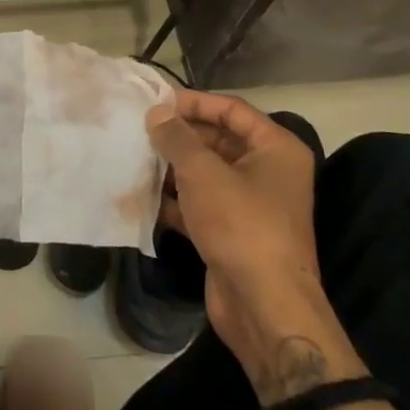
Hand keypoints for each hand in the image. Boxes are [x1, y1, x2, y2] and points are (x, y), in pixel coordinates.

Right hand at [148, 90, 352, 402]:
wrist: (264, 307)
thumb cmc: (241, 225)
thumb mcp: (204, 173)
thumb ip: (177, 138)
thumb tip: (157, 112)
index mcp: (276, 149)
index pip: (232, 109)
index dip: (194, 102)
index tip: (155, 102)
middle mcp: (268, 171)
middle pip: (218, 140)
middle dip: (179, 136)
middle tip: (139, 129)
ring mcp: (250, 204)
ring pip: (205, 173)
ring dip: (172, 167)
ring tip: (134, 157)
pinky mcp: (232, 231)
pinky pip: (200, 203)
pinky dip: (174, 198)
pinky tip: (142, 195)